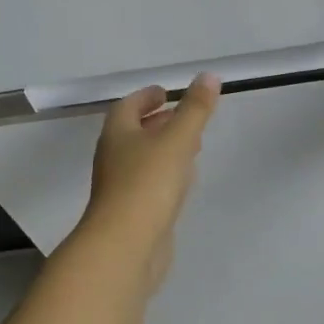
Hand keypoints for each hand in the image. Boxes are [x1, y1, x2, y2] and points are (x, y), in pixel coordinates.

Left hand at [77, 73, 221, 294]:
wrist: (125, 247)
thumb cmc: (147, 184)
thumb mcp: (177, 140)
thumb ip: (195, 109)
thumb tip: (209, 76)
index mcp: (118, 135)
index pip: (128, 107)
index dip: (146, 97)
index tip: (166, 92)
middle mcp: (114, 158)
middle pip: (134, 133)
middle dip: (158, 122)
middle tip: (184, 116)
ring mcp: (122, 188)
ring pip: (144, 159)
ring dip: (164, 149)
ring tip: (192, 145)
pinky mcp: (134, 213)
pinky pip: (151, 185)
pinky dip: (168, 175)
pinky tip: (185, 181)